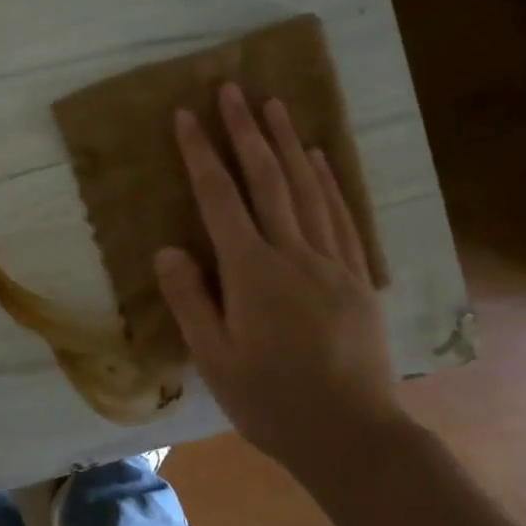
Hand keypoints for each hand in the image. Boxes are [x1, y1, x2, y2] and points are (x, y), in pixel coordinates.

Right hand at [154, 83, 401, 466]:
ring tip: (274, 104)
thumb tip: (168, 249)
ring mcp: (332, 262)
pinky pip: (341, 216)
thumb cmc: (271, 401)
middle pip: (267, 179)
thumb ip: (190, 300)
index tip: (186, 115)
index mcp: (252, 272)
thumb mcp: (214, 359)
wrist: (353, 437)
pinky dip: (328, 181)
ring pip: (308, 188)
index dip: (200, 153)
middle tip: (231, 88)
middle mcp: (293, 254)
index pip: (220, 198)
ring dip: (288, 143)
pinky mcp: (357, 277)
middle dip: (245, 130)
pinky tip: (319, 159)